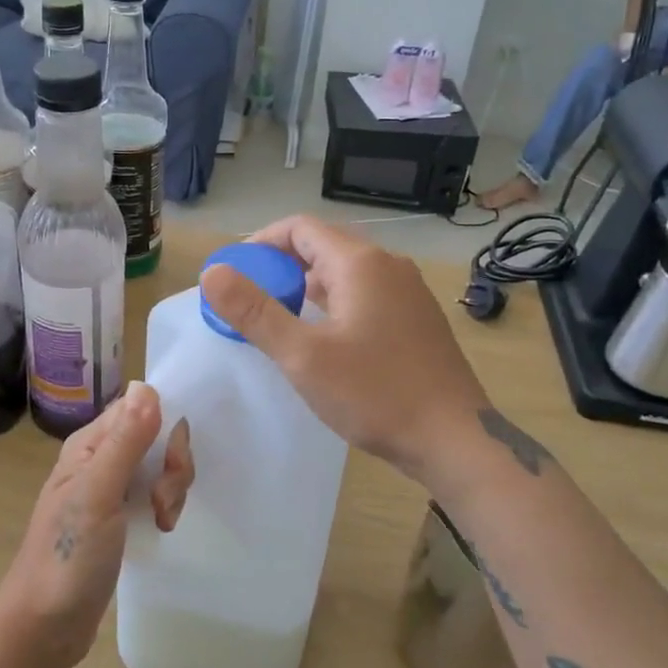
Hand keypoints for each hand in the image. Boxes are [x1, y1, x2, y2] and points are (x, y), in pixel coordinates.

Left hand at [0, 384, 192, 667]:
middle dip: (172, 464)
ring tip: (161, 520)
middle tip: (162, 500)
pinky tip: (161, 529)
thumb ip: (125, 442)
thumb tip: (146, 386)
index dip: (165, 427)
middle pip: (155, 436)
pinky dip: (165, 507)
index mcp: (90, 444)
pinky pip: (154, 494)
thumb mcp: (98, 495)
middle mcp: (100, 459)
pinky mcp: (119, 518)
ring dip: (171, 488)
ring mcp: (110, 490)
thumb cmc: (67, 556)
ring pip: (159, 466)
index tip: (171, 463)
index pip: (140, 408)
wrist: (44, 626)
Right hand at [200, 216, 487, 478]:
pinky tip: (322, 337)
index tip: (235, 271)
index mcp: (360, 263)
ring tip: (278, 316)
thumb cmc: (374, 393)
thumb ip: (254, 311)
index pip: (300, 228)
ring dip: (307, 285)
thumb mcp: (302, 355)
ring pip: (345, 272)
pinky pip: (365, 293)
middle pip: (323, 246)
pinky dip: (334, 302)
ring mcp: (408, 292)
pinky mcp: (416, 318)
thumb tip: (212, 273)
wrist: (455, 439)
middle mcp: (388, 266)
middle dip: (281, 264)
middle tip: (250, 296)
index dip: (261, 242)